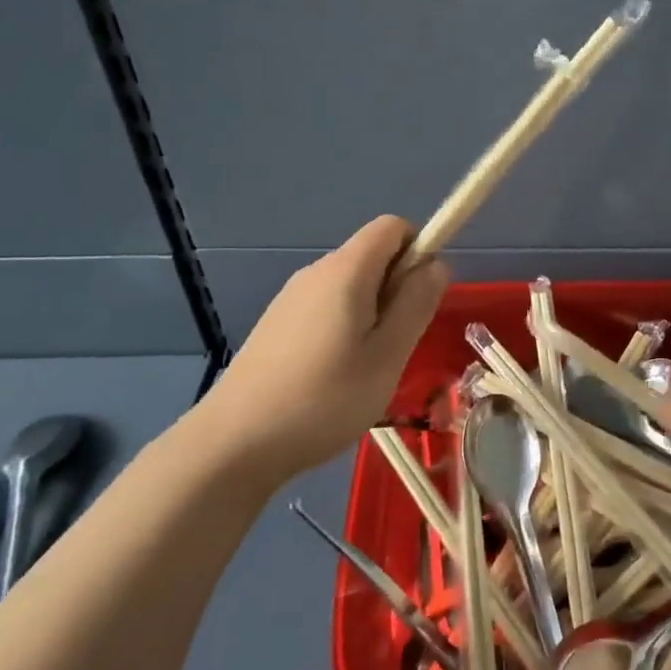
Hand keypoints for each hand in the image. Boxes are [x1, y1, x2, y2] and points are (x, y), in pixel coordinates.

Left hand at [194, 216, 448, 484]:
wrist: (234, 443)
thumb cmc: (324, 398)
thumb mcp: (388, 355)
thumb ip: (416, 303)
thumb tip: (437, 263)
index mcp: (346, 270)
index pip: (393, 226)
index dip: (419, 250)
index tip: (422, 299)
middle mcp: (316, 272)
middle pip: (371, 256)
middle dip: (398, 288)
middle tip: (397, 345)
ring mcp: (291, 298)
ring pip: (350, 286)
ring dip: (372, 313)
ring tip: (367, 368)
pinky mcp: (276, 324)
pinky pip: (326, 307)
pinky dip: (345, 327)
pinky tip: (334, 377)